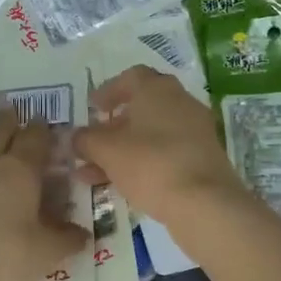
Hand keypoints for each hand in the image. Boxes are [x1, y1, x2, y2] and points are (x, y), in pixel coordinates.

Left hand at [0, 112, 90, 280]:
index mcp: (20, 169)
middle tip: (12, 111)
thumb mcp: (46, 251)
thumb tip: (83, 234)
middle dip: (9, 122)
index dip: (42, 130)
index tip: (45, 122)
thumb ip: (67, 239)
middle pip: (0, 133)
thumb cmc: (3, 254)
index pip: (34, 139)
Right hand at [74, 66, 244, 224]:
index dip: (108, 91)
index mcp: (157, 89)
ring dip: (123, 148)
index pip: (131, 77)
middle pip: (142, 107)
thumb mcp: (106, 150)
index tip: (92, 108)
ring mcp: (195, 131)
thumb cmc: (150, 164)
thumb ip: (85, 140)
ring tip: (95, 171)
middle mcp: (180, 102)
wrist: (204, 204)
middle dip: (114, 125)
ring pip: (152, 134)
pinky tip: (121, 184)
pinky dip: (142, 162)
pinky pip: (165, 153)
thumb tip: (75, 137)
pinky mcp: (203, 159)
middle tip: (94, 140)